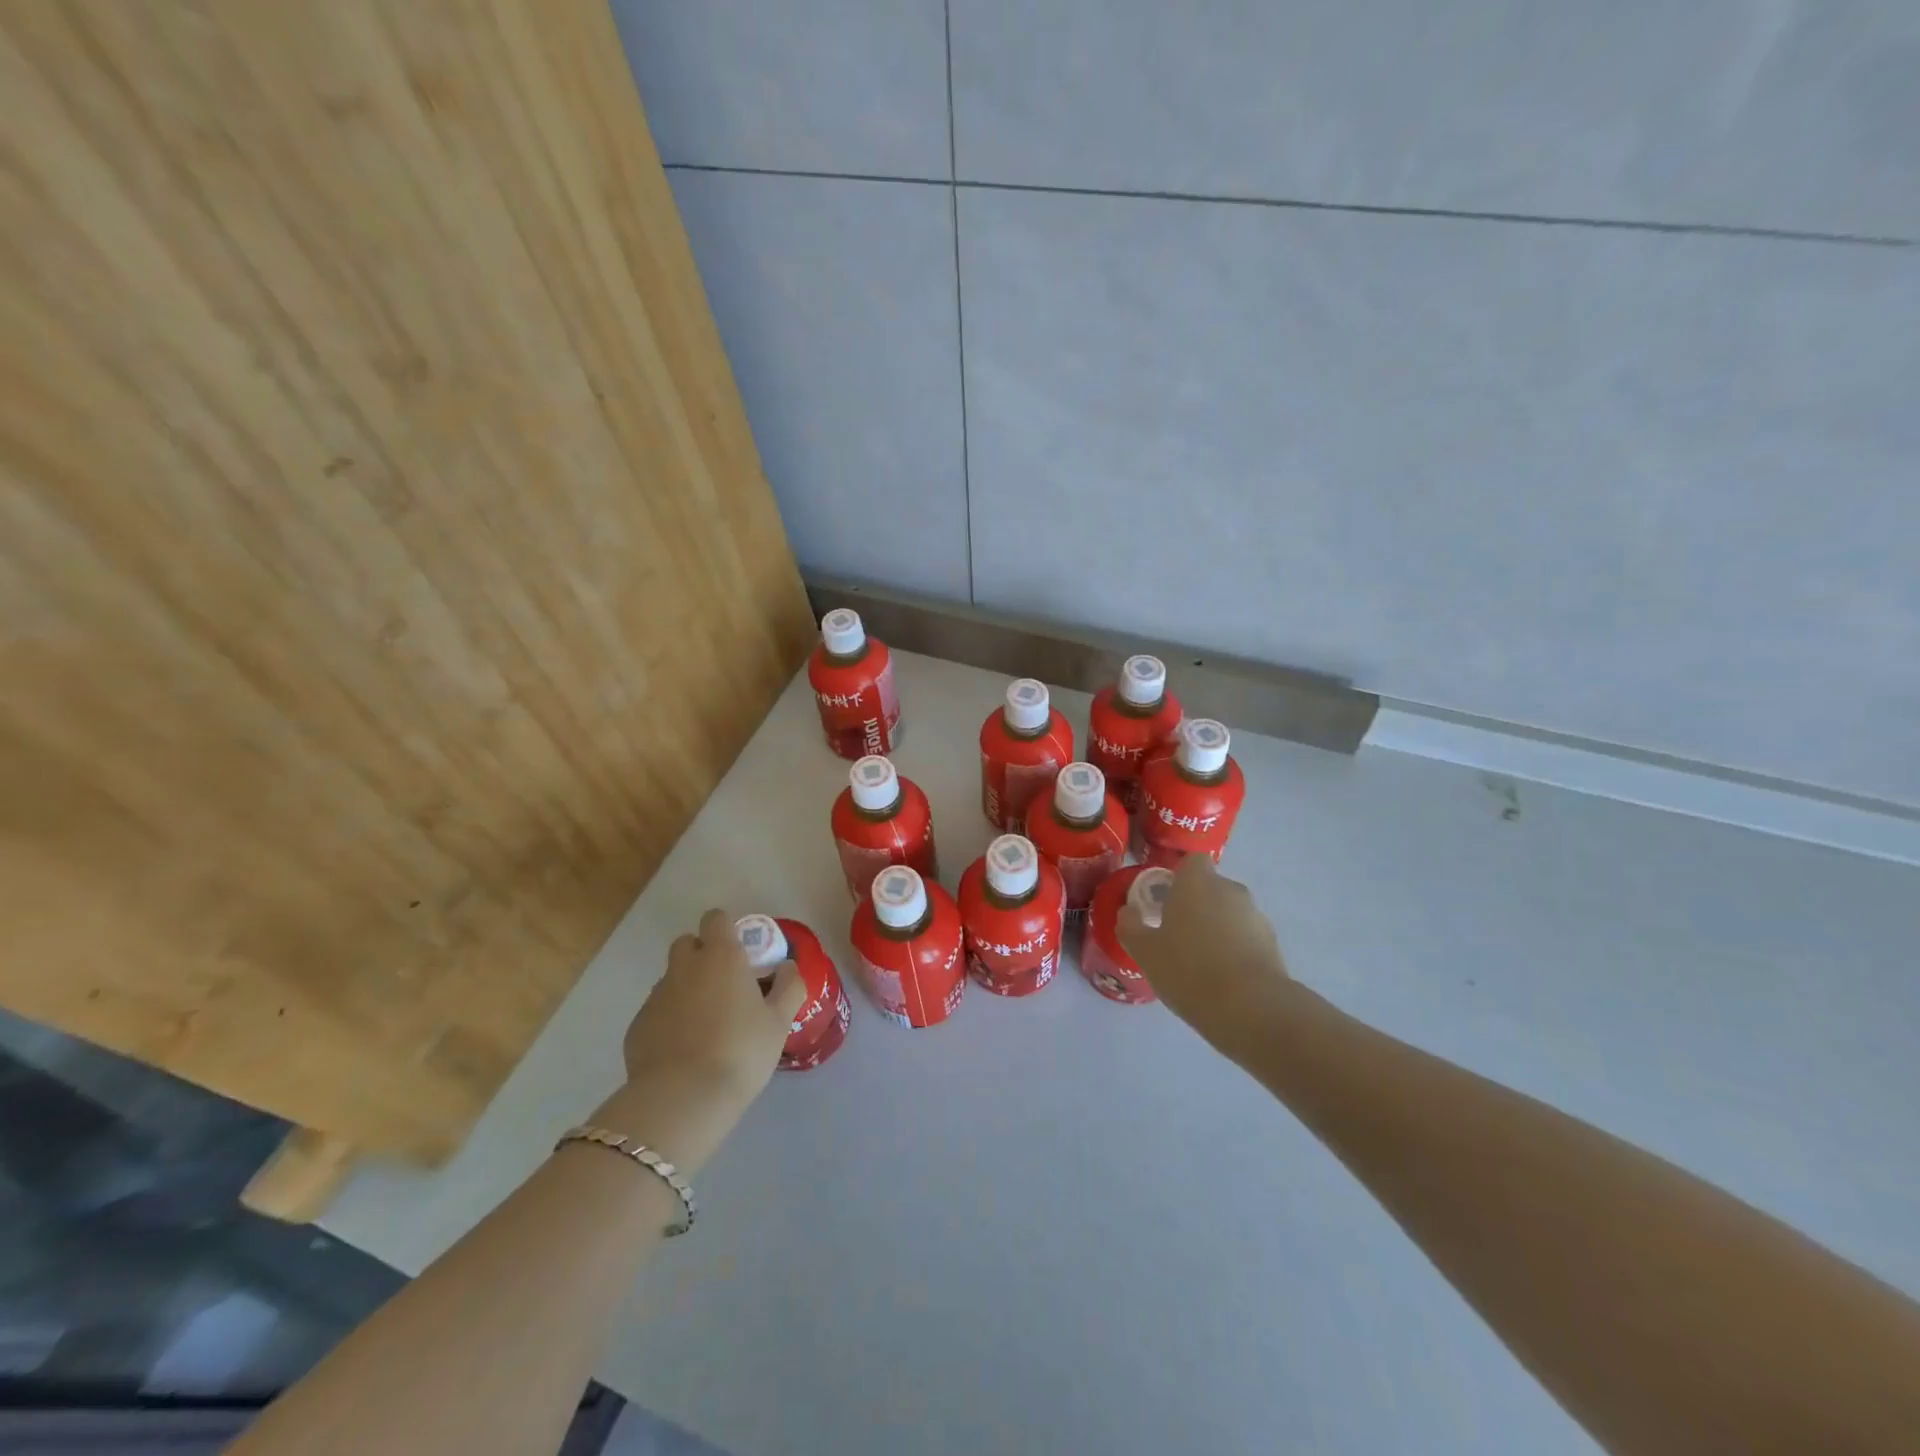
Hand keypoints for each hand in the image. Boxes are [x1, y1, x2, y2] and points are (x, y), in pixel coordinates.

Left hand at [594, 909, 805, 1174]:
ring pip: (671, 978)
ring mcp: (656, 996)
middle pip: (687, 943)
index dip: (727, 930)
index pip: (716, 918)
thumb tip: (787, 966)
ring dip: (687, 989)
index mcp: (721, 957)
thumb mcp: (780, 1021)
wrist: (683, 1099)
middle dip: (702, 955)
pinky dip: (669, 1020)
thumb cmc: (741, 1051)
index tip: (742, 953)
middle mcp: (684, 967)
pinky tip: (684, 1050)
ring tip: (706, 1024)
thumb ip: (789, 986)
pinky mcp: (637, 1026)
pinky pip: (656, 1011)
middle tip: (725, 986)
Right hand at [1118, 855, 1294, 1058]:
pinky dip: (1236, 950)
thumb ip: (1131, 926)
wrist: (1250, 1008)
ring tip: (1201, 964)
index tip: (1166, 902)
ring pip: (1230, 914)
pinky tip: (1223, 979)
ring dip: (1217, 929)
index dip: (1179, 878)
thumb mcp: (1144, 951)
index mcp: (1197, 882)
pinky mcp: (1273, 944)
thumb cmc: (1188, 969)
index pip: (1192, 861)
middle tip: (1177, 936)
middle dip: (1197, 906)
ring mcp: (1255, 916)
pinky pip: (1246, 938)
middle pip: (1211, 888)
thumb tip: (1129, 912)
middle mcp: (1229, 889)